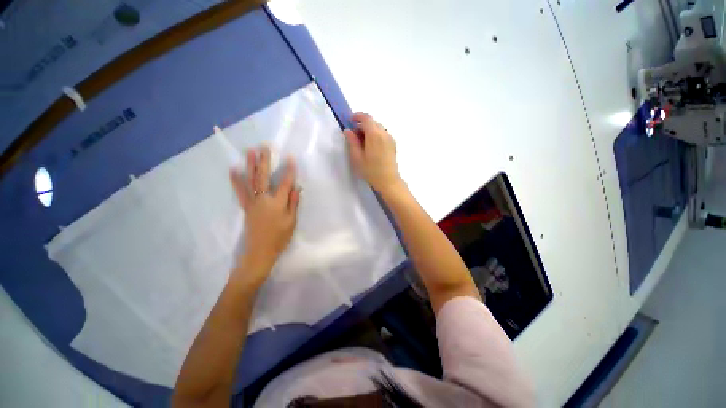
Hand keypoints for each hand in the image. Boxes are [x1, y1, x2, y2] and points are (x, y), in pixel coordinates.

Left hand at [229, 146, 299, 286]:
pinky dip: (236, 180)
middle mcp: (264, 200)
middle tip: (264, 146)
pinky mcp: (246, 206)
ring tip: (250, 151)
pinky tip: (233, 169)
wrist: (260, 251)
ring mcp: (253, 202)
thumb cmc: (279, 237)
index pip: (285, 183)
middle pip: (264, 177)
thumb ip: (293, 203)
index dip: (289, 170)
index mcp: (277, 204)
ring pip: (250, 180)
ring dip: (250, 164)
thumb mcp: (291, 222)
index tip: (290, 157)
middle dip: (265, 161)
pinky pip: (240, 191)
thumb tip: (297, 187)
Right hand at [343, 112, 402, 194]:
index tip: (350, 120)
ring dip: (369, 130)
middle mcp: (384, 133)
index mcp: (374, 135)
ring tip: (362, 142)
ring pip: (378, 128)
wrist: (388, 180)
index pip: (366, 118)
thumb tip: (348, 130)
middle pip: (373, 122)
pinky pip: (383, 134)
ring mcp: (390, 138)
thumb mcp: (357, 157)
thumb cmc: (371, 171)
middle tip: (354, 135)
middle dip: (362, 125)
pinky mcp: (393, 144)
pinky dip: (376, 135)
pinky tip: (371, 146)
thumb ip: (352, 142)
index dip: (357, 116)